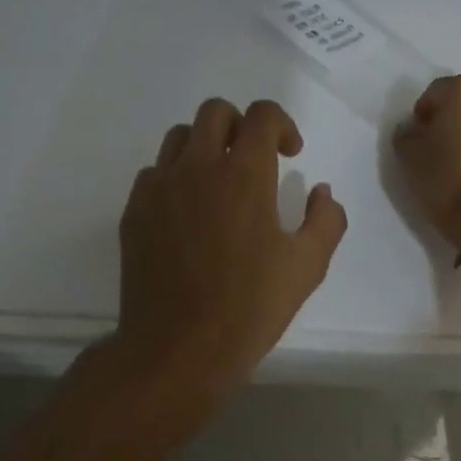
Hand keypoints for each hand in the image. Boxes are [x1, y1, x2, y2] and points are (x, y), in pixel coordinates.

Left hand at [113, 97, 346, 401]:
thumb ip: (326, 220)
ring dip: (206, 146)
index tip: (289, 154)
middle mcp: (197, 167)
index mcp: (244, 175)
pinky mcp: (134, 211)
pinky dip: (176, 177)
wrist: (177, 348)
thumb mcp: (308, 266)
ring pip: (180, 137)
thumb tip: (321, 192)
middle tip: (254, 160)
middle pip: (215, 112)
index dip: (282, 124)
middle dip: (241, 125)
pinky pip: (154, 172)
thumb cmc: (250, 306)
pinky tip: (188, 213)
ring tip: (219, 183)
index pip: (262, 115)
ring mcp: (159, 187)